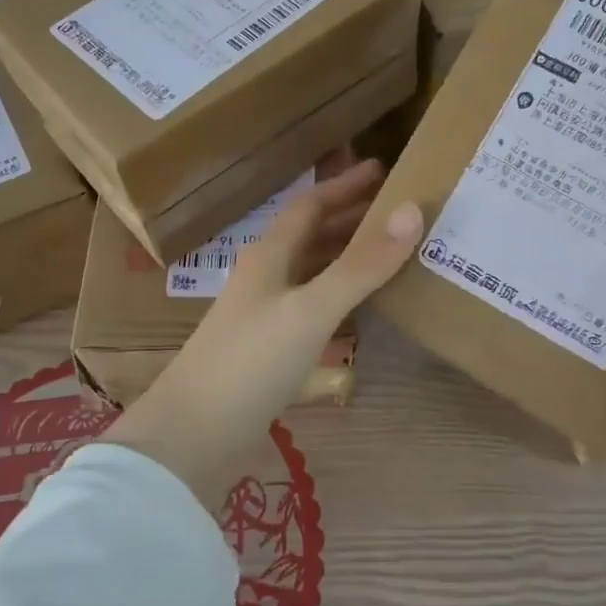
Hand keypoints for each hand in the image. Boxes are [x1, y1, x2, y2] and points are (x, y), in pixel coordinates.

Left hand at [108, 157, 423, 510]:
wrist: (194, 435)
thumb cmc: (251, 361)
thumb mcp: (312, 309)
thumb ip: (362, 264)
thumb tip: (411, 210)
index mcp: (270, 255)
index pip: (311, 205)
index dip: (346, 185)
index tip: (384, 170)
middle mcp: (266, 278)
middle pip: (312, 237)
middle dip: (353, 220)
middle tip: (400, 212)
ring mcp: (264, 316)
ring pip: (312, 274)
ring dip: (348, 261)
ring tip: (391, 255)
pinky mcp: (269, 352)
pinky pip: (312, 311)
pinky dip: (340, 302)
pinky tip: (362, 313)